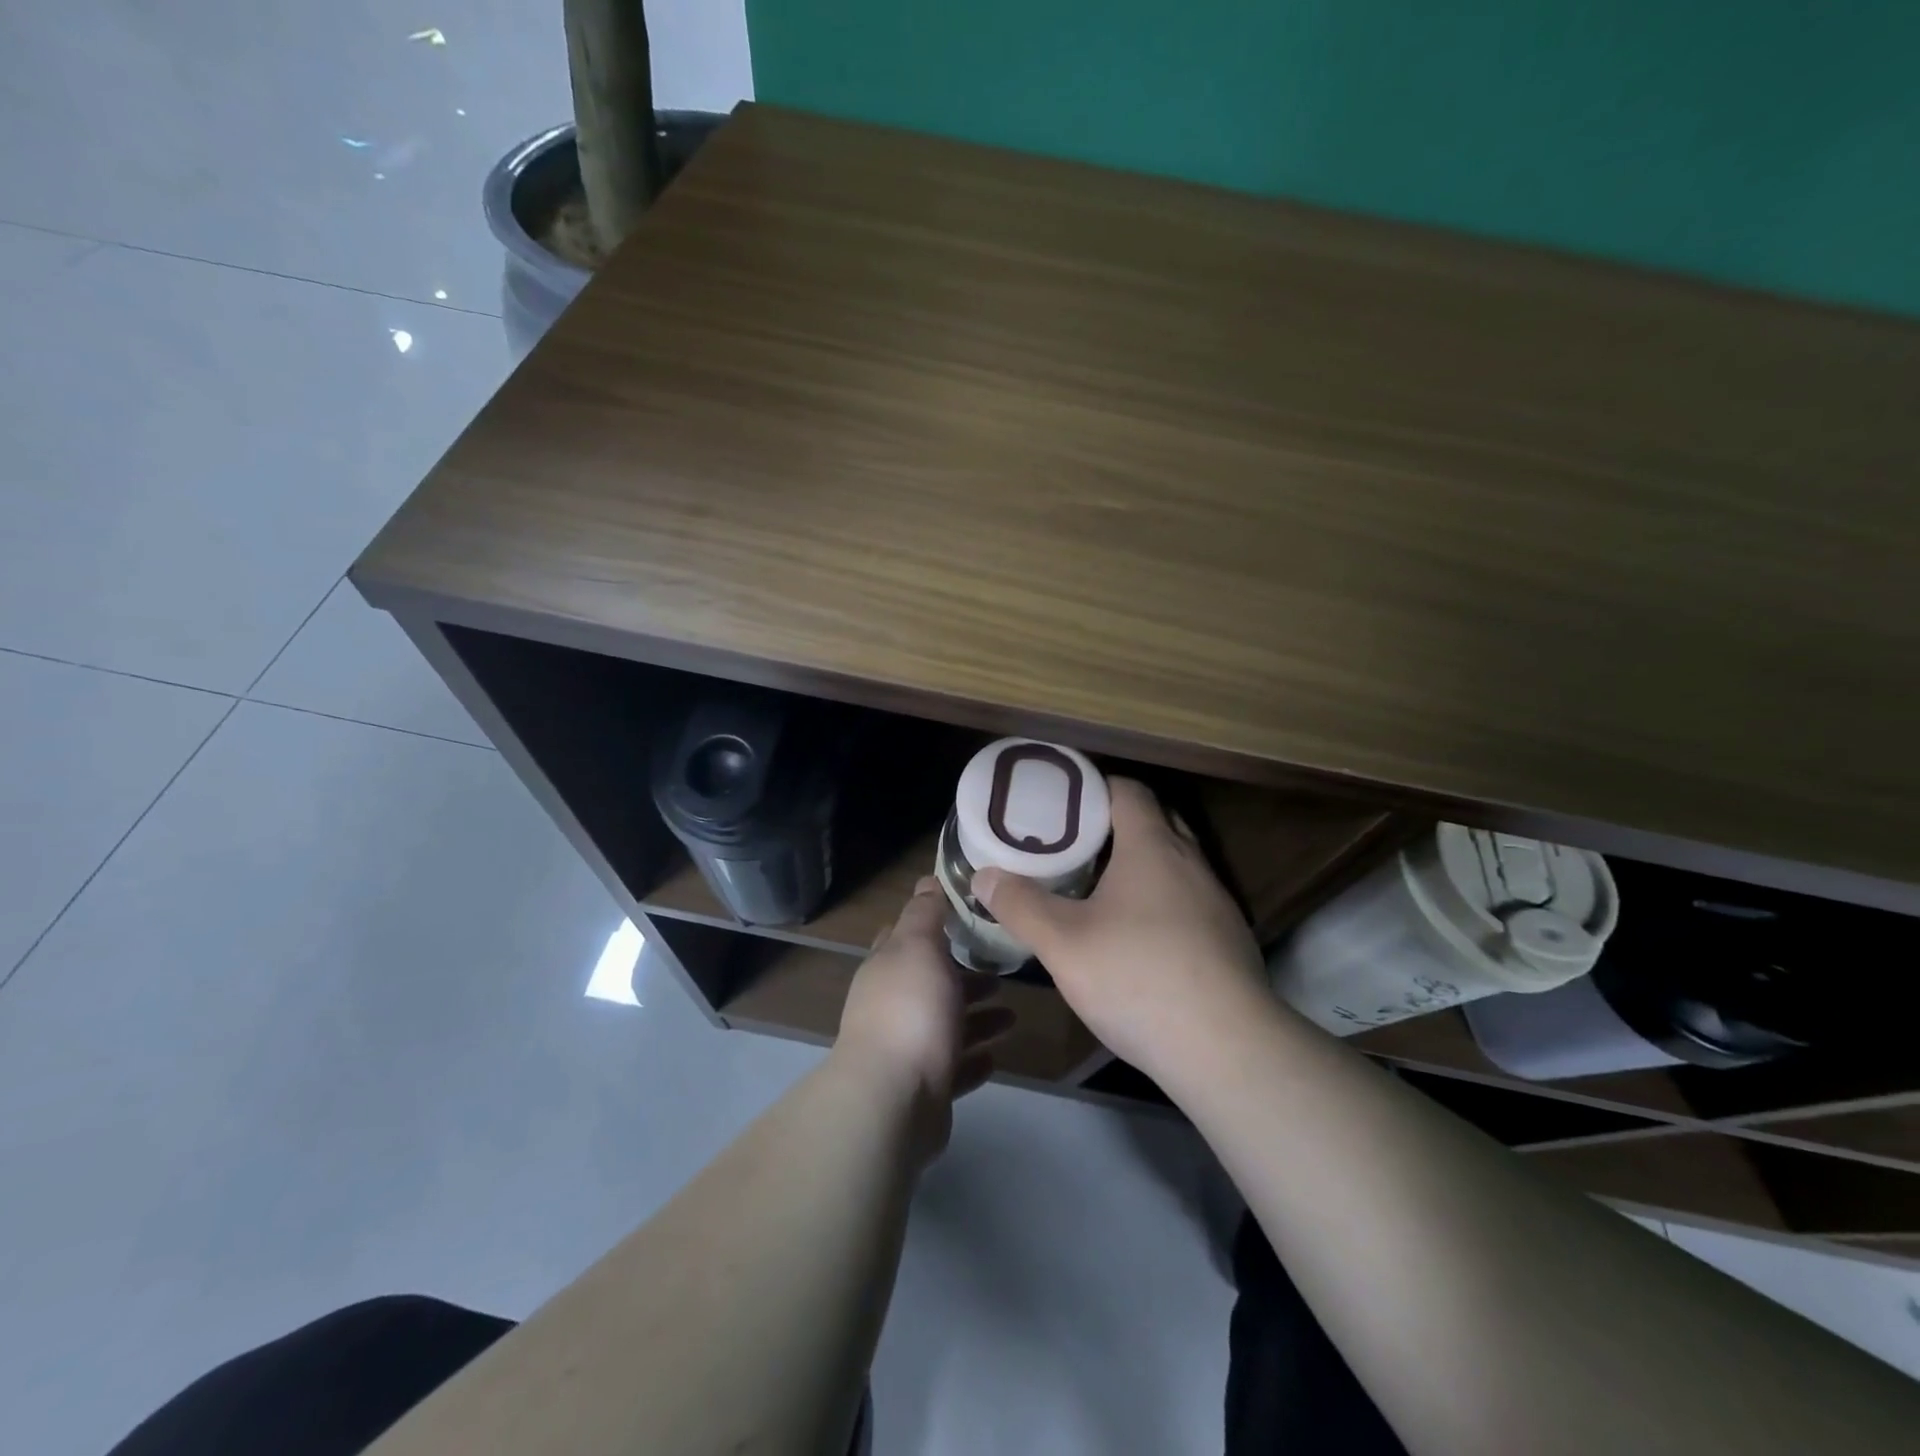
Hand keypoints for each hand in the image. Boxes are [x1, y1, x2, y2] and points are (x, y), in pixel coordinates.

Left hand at [834, 877, 1014, 1161]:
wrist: (894, 1099)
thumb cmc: (910, 1010)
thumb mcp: (918, 947)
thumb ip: (925, 915)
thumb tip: (926, 881)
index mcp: (888, 967)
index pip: (906, 935)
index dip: (933, 922)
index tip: (969, 914)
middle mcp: (893, 1005)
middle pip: (932, 982)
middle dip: (965, 975)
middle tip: (1004, 968)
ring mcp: (907, 1048)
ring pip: (947, 1025)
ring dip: (977, 1018)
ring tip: (1013, 1015)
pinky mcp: (924, 1087)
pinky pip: (954, 1068)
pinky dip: (973, 1059)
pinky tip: (996, 1055)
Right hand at [974, 779, 1269, 1083]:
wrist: (1228, 1049)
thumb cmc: (1138, 978)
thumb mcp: (1063, 944)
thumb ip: (1021, 905)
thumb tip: (985, 876)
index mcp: (1153, 847)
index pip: (1127, 790)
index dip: (1092, 787)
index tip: (1059, 800)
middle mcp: (1191, 862)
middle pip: (1154, 819)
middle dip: (1113, 823)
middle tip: (1070, 841)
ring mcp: (1215, 901)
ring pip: (1173, 862)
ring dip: (1138, 863)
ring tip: (1095, 885)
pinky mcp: (1228, 938)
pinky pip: (1187, 898)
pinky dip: (1159, 898)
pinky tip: (1135, 935)